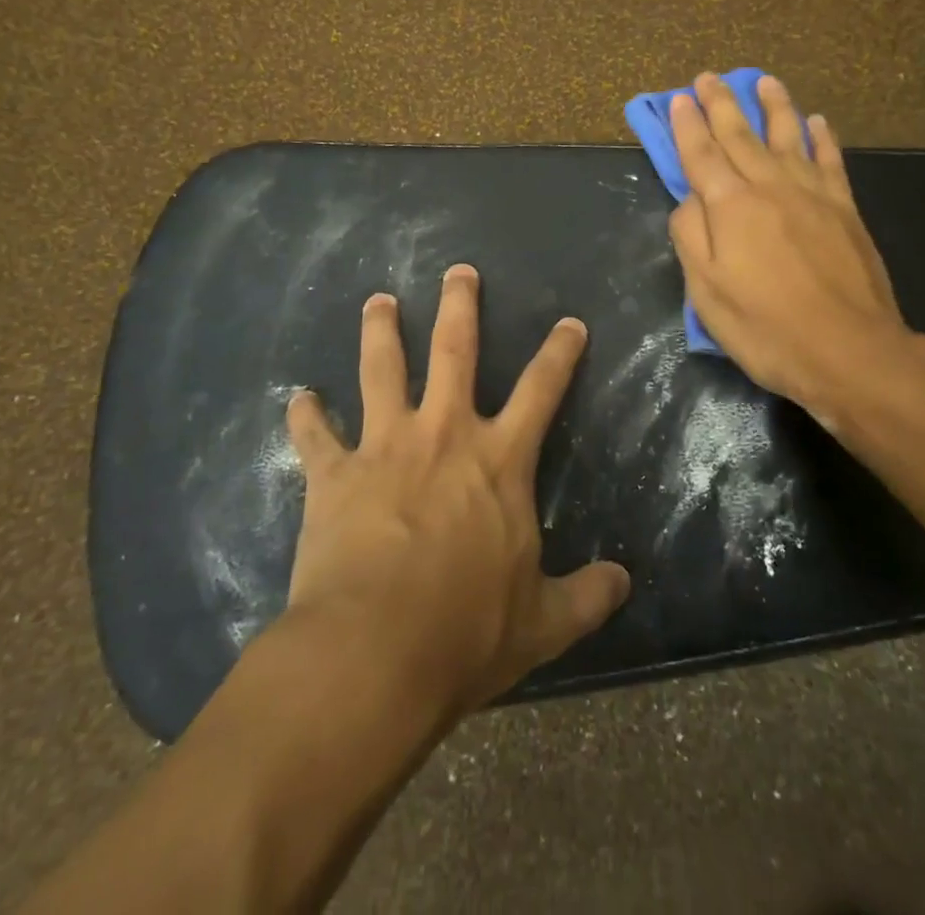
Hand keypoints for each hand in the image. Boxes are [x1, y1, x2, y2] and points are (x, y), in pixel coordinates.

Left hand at [283, 265, 630, 716]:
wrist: (373, 653)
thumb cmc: (466, 632)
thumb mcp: (542, 623)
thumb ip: (586, 598)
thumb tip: (624, 583)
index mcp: (499, 461)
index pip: (542, 390)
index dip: (560, 353)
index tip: (569, 322)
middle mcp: (444, 435)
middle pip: (454, 351)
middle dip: (459, 306)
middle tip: (458, 271)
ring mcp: (385, 447)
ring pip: (381, 370)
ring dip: (380, 331)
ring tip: (378, 301)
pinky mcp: (334, 474)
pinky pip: (316, 436)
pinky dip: (306, 416)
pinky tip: (299, 399)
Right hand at [668, 73, 924, 443]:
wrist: (849, 351)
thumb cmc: (766, 327)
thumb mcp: (706, 292)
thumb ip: (690, 237)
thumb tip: (689, 200)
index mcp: (730, 206)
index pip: (701, 154)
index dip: (687, 125)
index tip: (678, 98)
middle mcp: (770, 186)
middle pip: (740, 135)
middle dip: (720, 104)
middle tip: (708, 77)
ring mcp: (812, 194)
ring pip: (788, 136)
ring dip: (773, 106)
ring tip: (763, 81)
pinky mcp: (845, 209)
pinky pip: (830, 160)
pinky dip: (822, 137)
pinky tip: (817, 121)